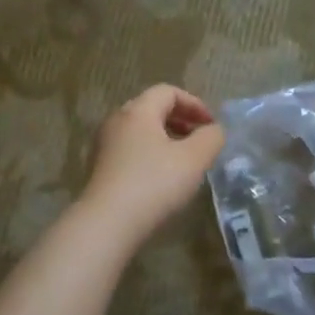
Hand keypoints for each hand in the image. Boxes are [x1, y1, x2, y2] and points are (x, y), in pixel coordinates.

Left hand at [80, 85, 226, 242]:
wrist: (108, 222)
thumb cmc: (154, 183)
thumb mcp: (195, 159)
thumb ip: (211, 138)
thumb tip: (214, 130)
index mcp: (138, 111)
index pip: (168, 91)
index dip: (194, 104)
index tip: (211, 126)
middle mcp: (117, 121)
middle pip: (152, 108)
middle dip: (180, 120)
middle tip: (200, 140)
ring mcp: (105, 145)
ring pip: (141, 131)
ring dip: (166, 138)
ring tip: (185, 160)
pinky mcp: (101, 168)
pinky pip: (130, 150)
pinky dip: (151, 154)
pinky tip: (162, 178)